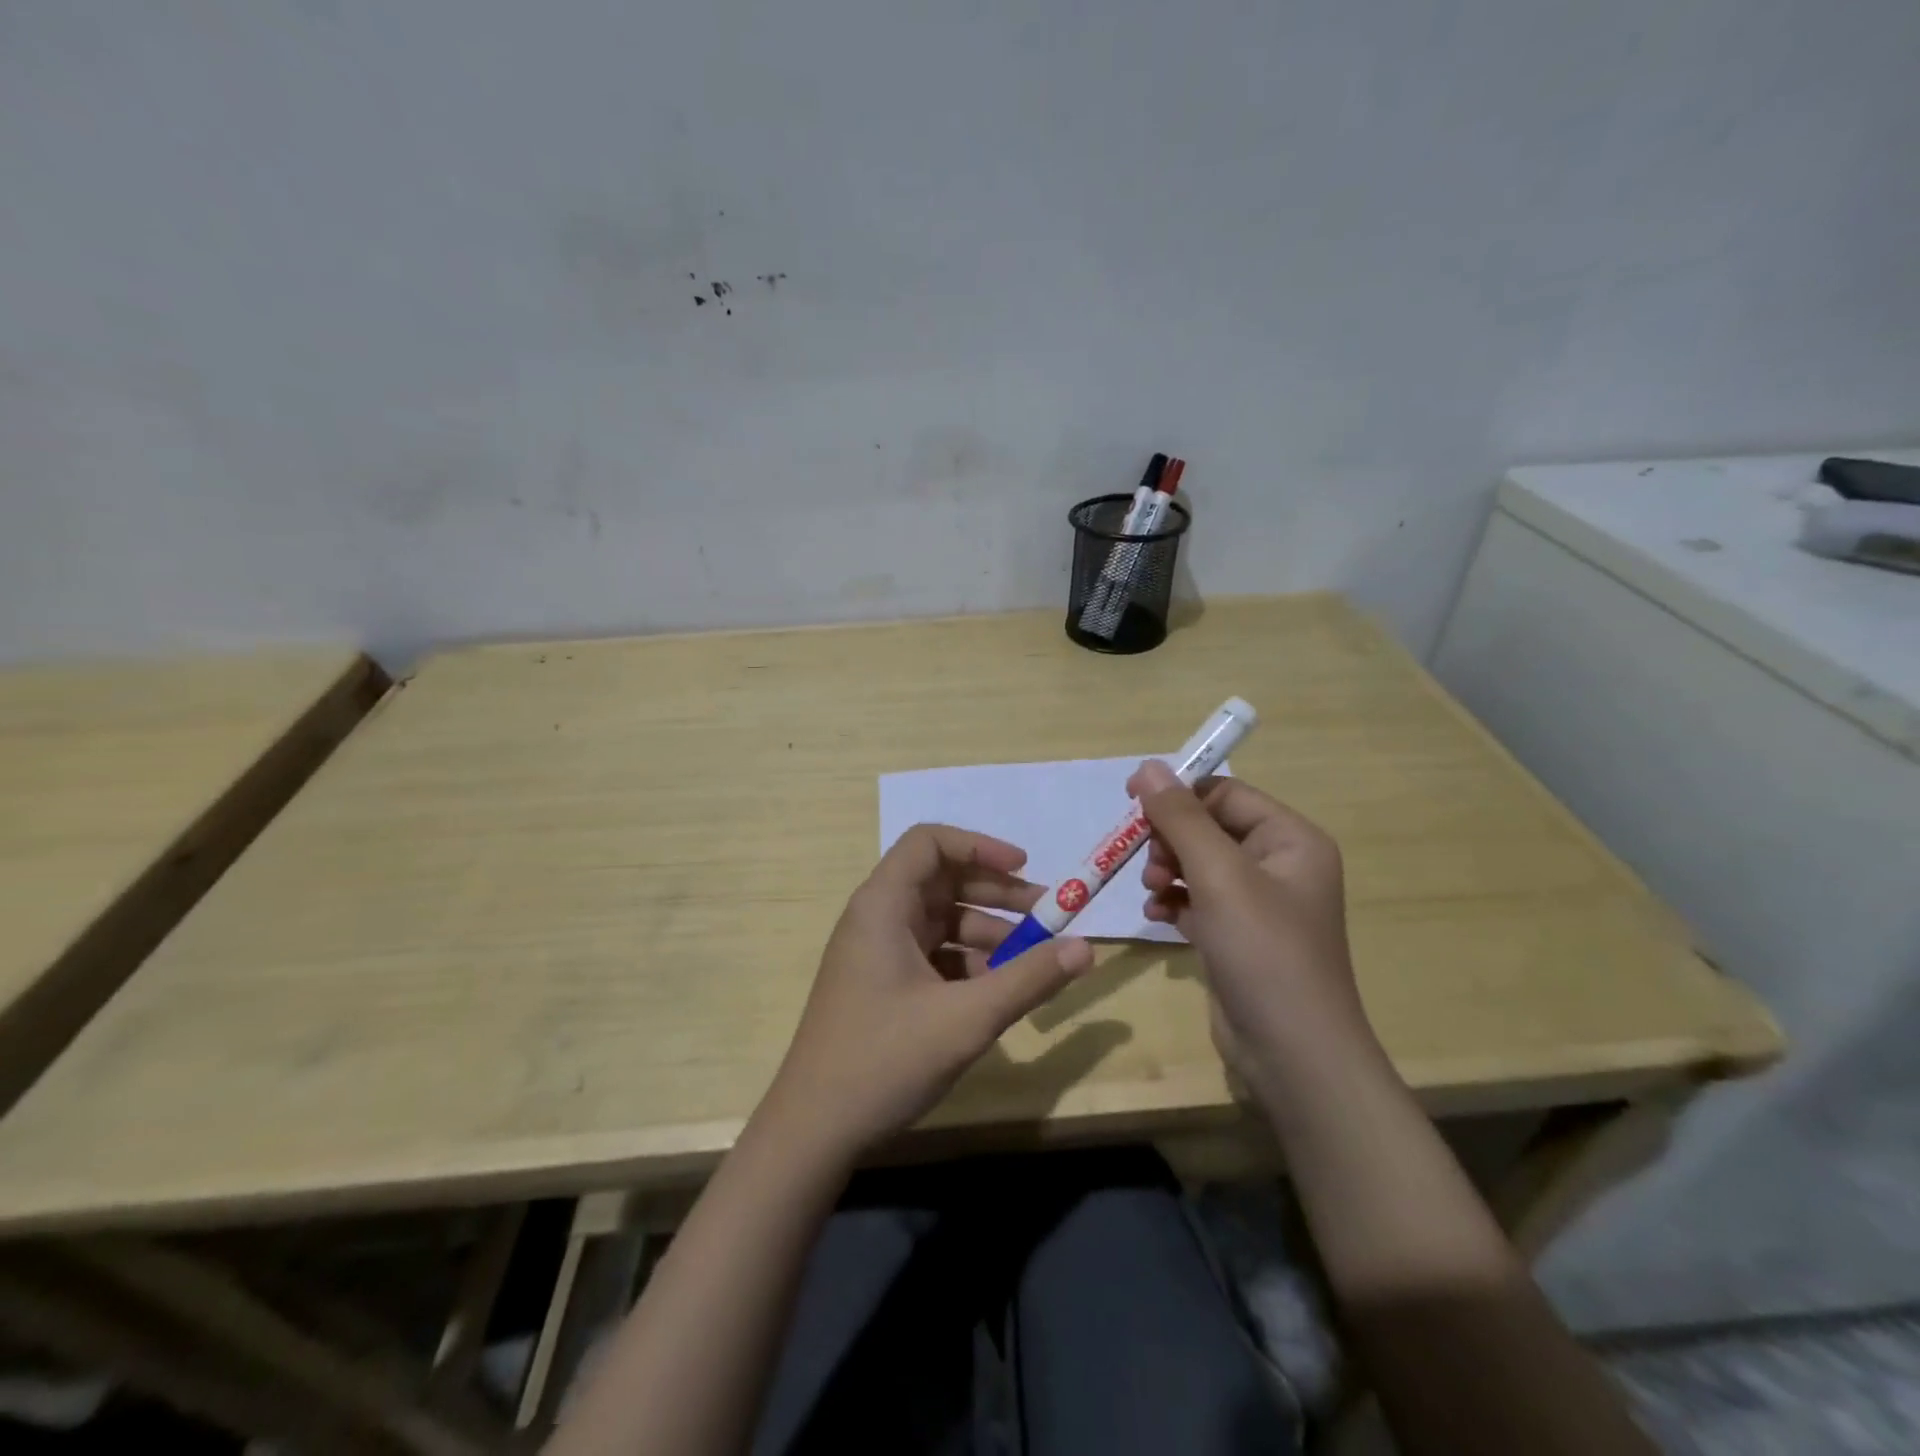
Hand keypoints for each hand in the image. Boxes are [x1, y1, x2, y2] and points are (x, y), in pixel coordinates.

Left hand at [762, 824, 1092, 1159]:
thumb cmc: (885, 1059)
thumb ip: (1029, 979)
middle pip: (942, 881)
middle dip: (996, 893)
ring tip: (1031, 961)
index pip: (930, 843)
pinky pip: (932, 955)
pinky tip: (996, 992)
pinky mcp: (882, 984)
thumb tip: (1086, 948)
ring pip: (940, 921)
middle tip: (1047, 914)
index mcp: (882, 905)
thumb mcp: (967, 1018)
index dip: (979, 846)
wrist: (814, 1130)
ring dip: (987, 933)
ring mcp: (877, 953)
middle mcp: (877, 918)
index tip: (1025, 868)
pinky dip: (967, 963)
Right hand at [1125, 759, 1374, 1093]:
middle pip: (1208, 827)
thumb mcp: (1219, 875)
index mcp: (1290, 840)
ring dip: (1166, 870)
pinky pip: (1197, 900)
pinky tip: (1156, 916)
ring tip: (1151, 892)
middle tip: (1147, 864)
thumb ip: (1180, 818)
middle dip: (1170, 839)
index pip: (1225, 794)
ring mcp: (1258, 904)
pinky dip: (1173, 901)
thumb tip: (1148, 767)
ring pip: (1197, 864)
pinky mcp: (1237, 936)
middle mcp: (1279, 865)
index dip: (1178, 795)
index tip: (1131, 803)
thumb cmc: (1263, 951)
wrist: (1292, 1054)